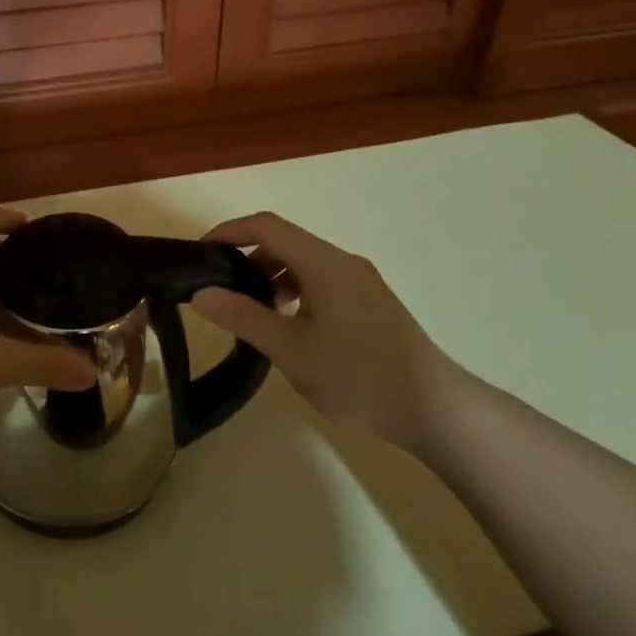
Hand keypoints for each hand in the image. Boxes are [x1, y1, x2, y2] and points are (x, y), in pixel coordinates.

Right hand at [191, 211, 449, 446]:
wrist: (435, 409)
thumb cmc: (358, 376)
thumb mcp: (291, 350)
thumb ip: (243, 317)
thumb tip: (200, 293)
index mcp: (323, 263)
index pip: (266, 226)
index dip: (229, 231)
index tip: (201, 253)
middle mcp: (343, 262)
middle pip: (285, 242)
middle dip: (247, 257)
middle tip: (220, 290)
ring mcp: (361, 282)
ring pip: (304, 263)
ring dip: (271, 277)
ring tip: (250, 313)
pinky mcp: (370, 302)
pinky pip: (321, 281)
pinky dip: (294, 291)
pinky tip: (289, 327)